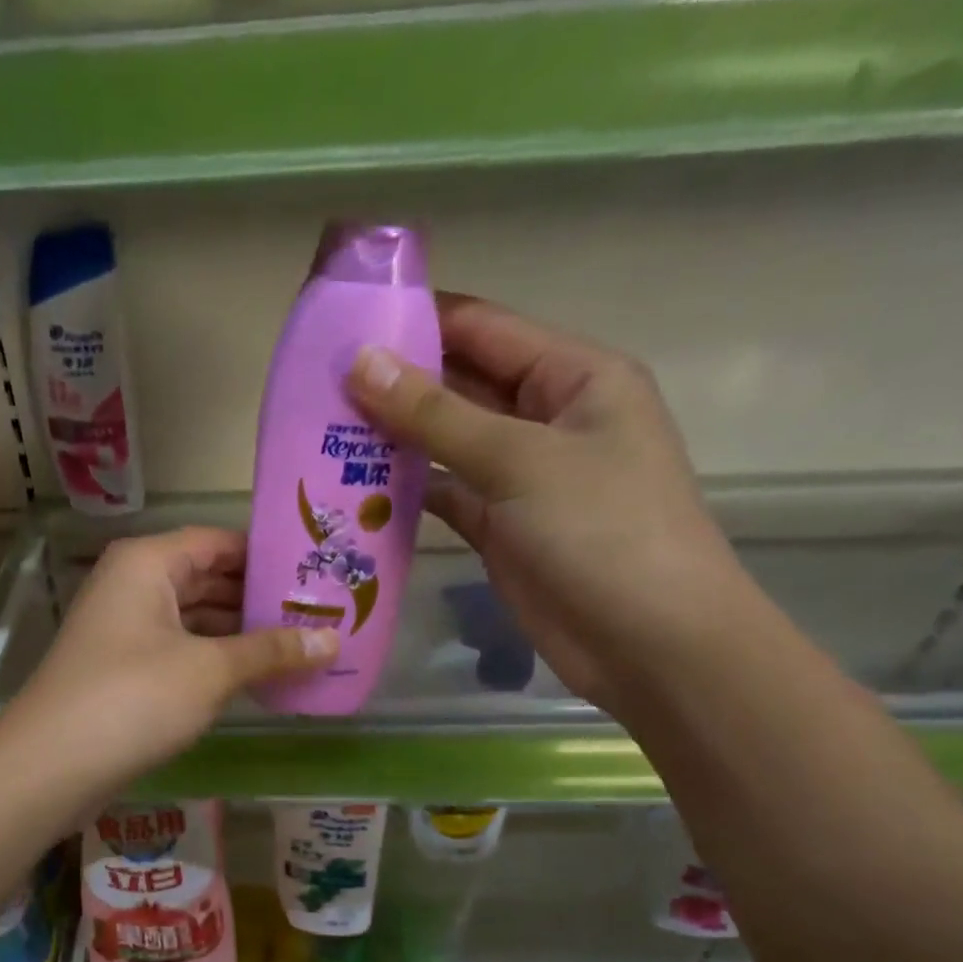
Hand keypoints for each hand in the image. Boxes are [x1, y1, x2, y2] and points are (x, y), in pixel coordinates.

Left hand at [0, 527, 335, 793]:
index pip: (220, 541)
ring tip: (301, 644)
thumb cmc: (134, 698)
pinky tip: (257, 676)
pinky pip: (180, 651)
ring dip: (241, 633)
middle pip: (208, 578)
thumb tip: (334, 641)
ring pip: (194, 618)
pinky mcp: (123, 670)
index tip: (318, 571)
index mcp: (148, 563)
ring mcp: (124, 629)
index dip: (268, 555)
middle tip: (321, 612)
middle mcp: (132, 585)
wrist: (51, 766)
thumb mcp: (210, 670)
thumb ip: (271, 651)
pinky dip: (215, 659)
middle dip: (259, 597)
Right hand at [345, 294, 756, 711]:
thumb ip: (437, 414)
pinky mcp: (498, 528)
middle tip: (316, 384)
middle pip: (460, 384)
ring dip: (393, 440)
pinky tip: (352, 488)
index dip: (417, 320)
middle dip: (396, 383)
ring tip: (321, 431)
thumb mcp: (519, 460)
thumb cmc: (601, 531)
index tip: (344, 323)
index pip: (483, 329)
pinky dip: (404, 493)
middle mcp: (546, 418)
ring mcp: (520, 477)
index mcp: (573, 376)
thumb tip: (362, 363)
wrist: (646, 641)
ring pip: (446, 444)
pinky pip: (444, 496)